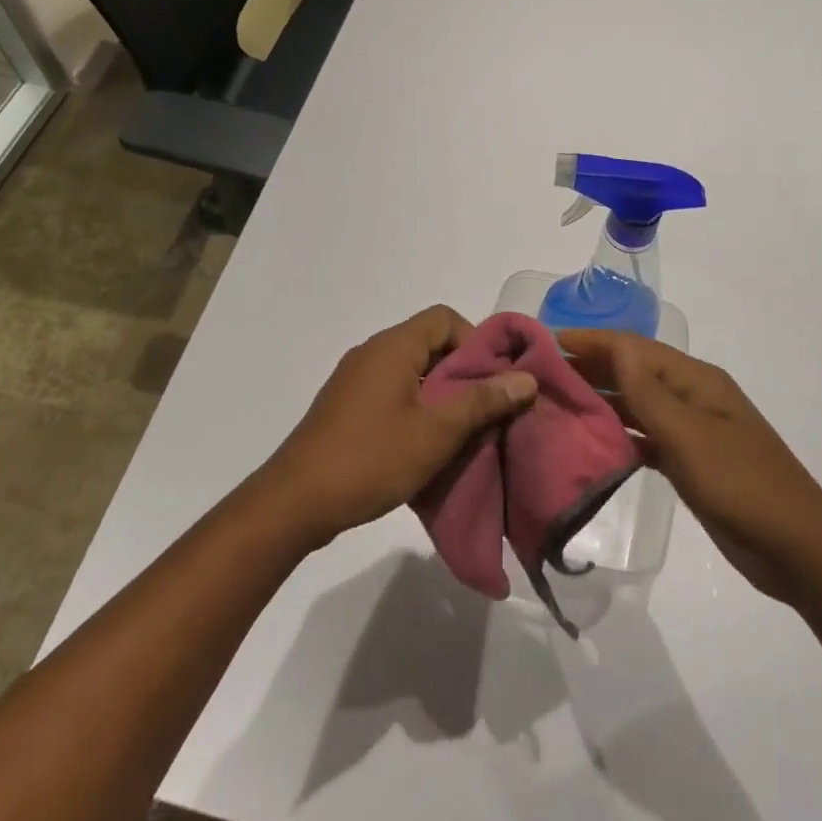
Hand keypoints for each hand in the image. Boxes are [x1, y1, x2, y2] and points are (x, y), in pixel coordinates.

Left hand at [260, 306, 537, 549]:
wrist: (295, 502)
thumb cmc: (371, 459)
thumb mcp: (436, 432)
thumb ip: (482, 401)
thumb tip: (526, 378)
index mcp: (393, 346)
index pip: (444, 318)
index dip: (476, 342)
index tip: (492, 381)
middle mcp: (372, 353)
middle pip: (430, 343)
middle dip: (463, 373)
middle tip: (485, 411)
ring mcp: (355, 379)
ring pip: (412, 372)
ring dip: (440, 395)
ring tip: (462, 433)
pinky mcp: (347, 406)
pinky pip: (393, 392)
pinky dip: (416, 409)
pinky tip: (426, 446)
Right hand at [560, 329, 821, 605]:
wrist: (798, 550)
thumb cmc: (742, 485)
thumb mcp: (690, 436)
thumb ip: (649, 393)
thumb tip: (615, 348)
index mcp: (695, 380)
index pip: (632, 348)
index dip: (590, 341)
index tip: (544, 344)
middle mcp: (691, 396)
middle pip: (633, 371)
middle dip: (589, 367)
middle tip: (540, 376)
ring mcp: (692, 429)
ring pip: (637, 403)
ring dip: (600, 400)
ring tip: (555, 404)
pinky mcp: (690, 460)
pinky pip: (645, 436)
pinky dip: (619, 433)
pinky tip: (590, 442)